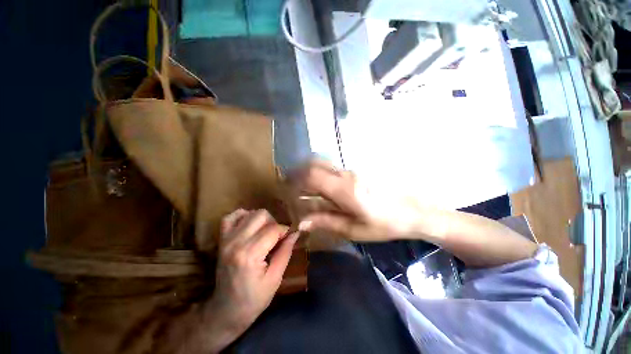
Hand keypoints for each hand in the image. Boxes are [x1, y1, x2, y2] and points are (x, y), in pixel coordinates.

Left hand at [208, 209, 299, 343]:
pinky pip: (231, 217)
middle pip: (261, 215)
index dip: (285, 231)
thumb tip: (295, 233)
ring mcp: (226, 239)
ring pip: (249, 213)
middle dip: (274, 223)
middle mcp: (236, 242)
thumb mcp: (275, 279)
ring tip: (265, 234)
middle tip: (277, 237)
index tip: (289, 238)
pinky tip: (250, 226)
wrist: (225, 311)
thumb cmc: (253, 300)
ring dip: (262, 220)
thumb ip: (286, 252)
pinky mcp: (221, 240)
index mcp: (250, 255)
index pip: (273, 229)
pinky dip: (243, 216)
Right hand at [292, 160, 426, 241]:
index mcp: (345, 190)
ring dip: (308, 173)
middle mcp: (346, 175)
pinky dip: (318, 174)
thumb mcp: (354, 229)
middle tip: (291, 188)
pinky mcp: (355, 172)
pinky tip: (319, 188)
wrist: (413, 211)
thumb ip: (326, 222)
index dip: (296, 181)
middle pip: (315, 164)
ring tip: (302, 189)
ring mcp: (351, 171)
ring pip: (322, 164)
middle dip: (298, 173)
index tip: (287, 191)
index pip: (312, 176)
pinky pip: (331, 168)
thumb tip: (302, 221)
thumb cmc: (385, 224)